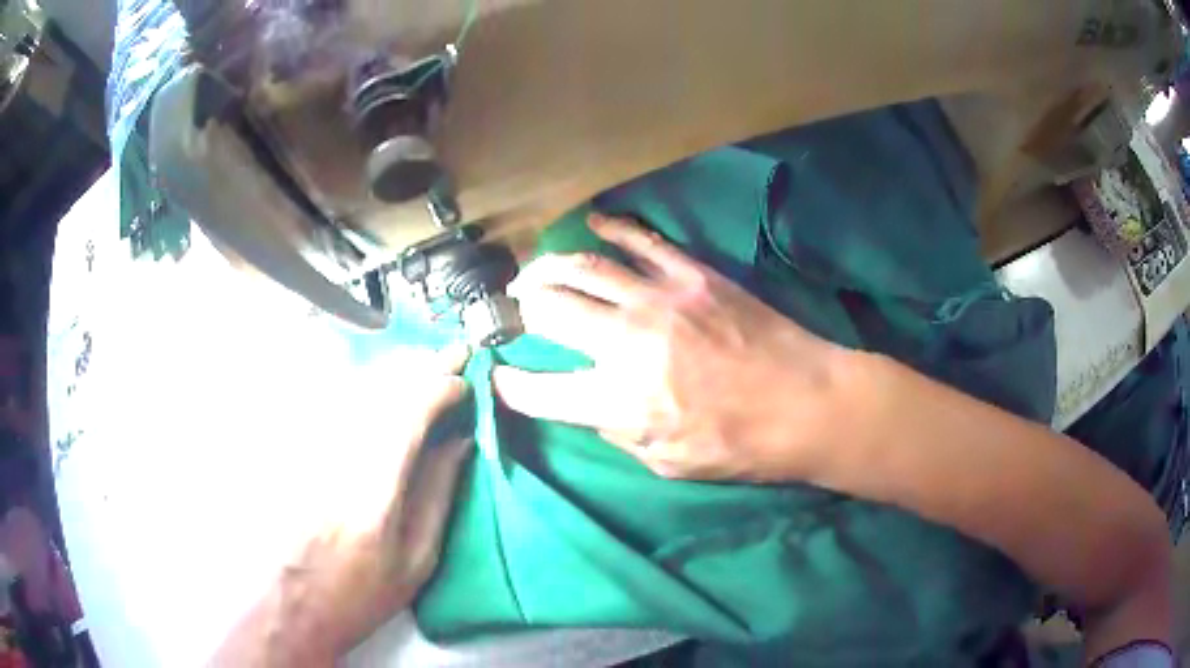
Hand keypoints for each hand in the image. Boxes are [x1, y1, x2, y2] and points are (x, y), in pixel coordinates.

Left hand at [212, 347, 472, 666]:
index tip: (466, 382)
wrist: (293, 601)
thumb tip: (460, 442)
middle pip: (382, 385)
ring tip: (426, 366)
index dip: (442, 386)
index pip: (410, 410)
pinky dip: (367, 386)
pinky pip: (335, 399)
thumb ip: (438, 494)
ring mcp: (311, 445)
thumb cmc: (360, 593)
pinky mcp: (296, 445)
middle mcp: (338, 454)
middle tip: (453, 354)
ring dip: (397, 370)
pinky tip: (383, 388)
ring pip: (357, 385)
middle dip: (422, 365)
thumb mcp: (416, 560)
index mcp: (375, 489)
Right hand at [493, 213, 849, 481]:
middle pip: (549, 310)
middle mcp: (628, 343)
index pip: (539, 388)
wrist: (808, 403)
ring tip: (534, 272)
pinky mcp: (694, 275)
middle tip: (514, 310)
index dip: (510, 383)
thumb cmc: (742, 446)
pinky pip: (641, 241)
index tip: (501, 376)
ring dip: (548, 267)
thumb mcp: (669, 463)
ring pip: (584, 268)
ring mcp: (661, 299)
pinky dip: (611, 228)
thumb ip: (618, 433)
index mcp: (620, 401)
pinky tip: (591, 225)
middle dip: (519, 309)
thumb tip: (589, 404)